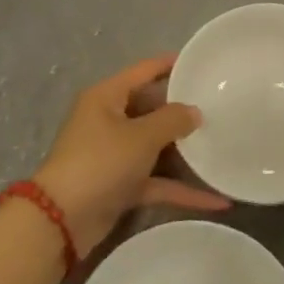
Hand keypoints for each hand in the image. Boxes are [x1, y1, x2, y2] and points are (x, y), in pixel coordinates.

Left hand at [33, 55, 227, 256]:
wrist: (61, 221)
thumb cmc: (100, 162)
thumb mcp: (141, 136)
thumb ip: (173, 120)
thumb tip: (195, 112)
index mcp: (107, 97)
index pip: (144, 70)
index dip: (170, 64)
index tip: (200, 61)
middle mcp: (109, 120)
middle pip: (152, 108)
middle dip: (182, 111)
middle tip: (219, 106)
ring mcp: (114, 154)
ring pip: (155, 146)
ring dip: (184, 151)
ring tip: (222, 144)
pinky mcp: (120, 185)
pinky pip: (156, 181)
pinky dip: (181, 189)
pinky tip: (215, 200)